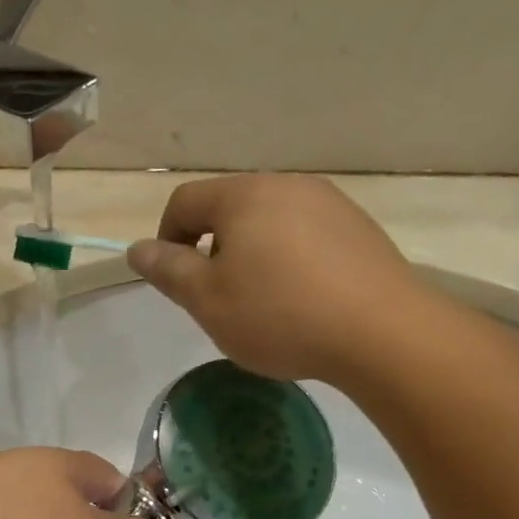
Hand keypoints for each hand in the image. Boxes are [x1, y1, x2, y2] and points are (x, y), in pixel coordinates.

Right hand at [125, 174, 428, 382]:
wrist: (381, 332)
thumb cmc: (279, 315)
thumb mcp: (208, 300)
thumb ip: (168, 270)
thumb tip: (137, 248)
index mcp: (244, 195)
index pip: (185, 201)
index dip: (167, 239)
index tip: (175, 281)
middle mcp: (287, 185)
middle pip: (229, 208)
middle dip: (212, 249)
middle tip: (218, 298)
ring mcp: (330, 203)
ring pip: (269, 222)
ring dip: (251, 255)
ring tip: (262, 303)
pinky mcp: (358, 229)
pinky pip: (306, 235)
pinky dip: (289, 260)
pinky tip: (302, 300)